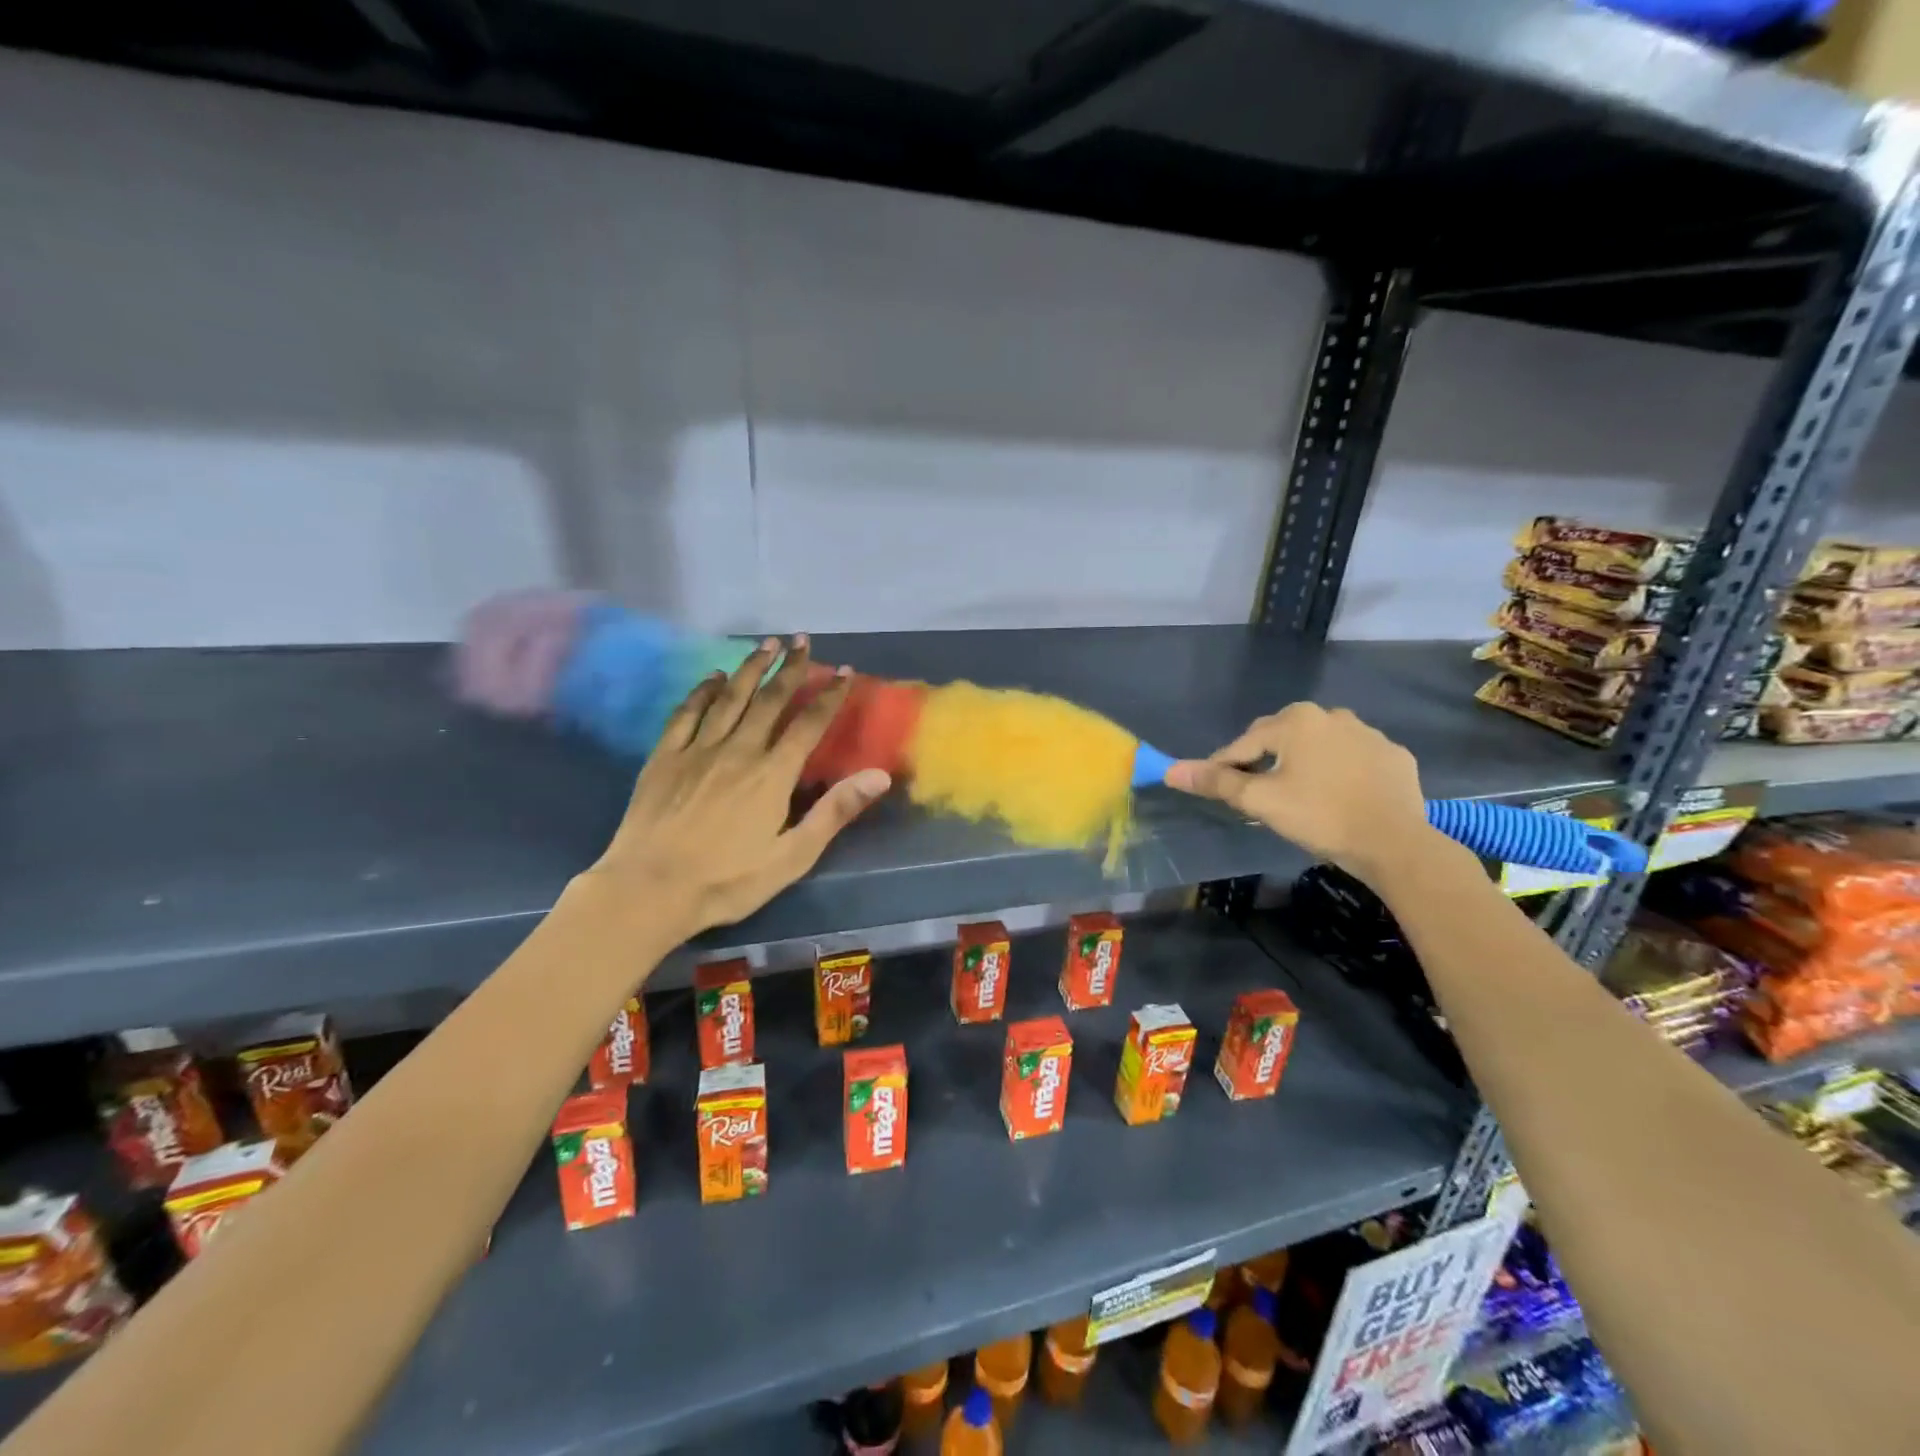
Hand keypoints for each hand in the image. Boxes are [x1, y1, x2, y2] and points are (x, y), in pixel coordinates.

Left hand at [586, 635, 889, 933]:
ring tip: (766, 644)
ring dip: (751, 668)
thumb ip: (835, 811)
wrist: (648, 890)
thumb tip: (879, 775)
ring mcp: (698, 750)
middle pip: (769, 700)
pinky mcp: (664, 757)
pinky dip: (703, 691)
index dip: (828, 696)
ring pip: (730, 698)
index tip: (843, 671)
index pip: (808, 724)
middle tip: (802, 640)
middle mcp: (738, 751)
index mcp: (772, 775)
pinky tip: (714, 677)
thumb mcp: (792, 856)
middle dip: (789, 668)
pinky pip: (687, 713)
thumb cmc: (727, 881)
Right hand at [1165, 702, 1431, 884]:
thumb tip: (1171, 771)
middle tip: (1255, 793)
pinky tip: (1338, 795)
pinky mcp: (1394, 756)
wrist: (1395, 843)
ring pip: (1320, 746)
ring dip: (1303, 763)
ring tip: (1297, 794)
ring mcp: (1369, 734)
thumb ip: (1216, 782)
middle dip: (1264, 760)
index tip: (1215, 787)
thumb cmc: (1319, 816)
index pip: (1245, 743)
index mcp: (1296, 721)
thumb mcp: (1260, 801)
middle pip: (1282, 738)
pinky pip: (1354, 759)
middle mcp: (1333, 715)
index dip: (1224, 766)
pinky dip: (1340, 771)